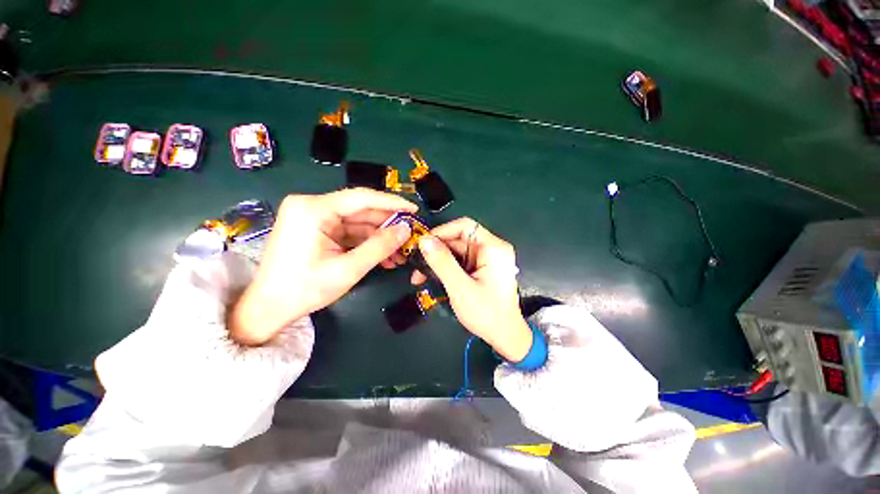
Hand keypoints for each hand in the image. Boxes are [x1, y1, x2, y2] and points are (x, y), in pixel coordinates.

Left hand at [229, 189, 416, 344]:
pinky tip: (383, 256)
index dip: (392, 203)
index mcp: (313, 209)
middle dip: (387, 226)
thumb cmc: (305, 289)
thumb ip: (380, 247)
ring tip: (400, 253)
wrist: (269, 308)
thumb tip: (406, 230)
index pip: (362, 198)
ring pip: (357, 223)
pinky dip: (366, 243)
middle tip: (410, 236)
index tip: (414, 210)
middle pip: (360, 210)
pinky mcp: (316, 229)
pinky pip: (348, 232)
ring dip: (379, 238)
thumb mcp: (348, 269)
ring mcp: (313, 217)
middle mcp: (312, 206)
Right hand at [412, 218, 532, 360]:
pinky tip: (431, 278)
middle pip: (458, 239)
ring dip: (437, 262)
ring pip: (456, 251)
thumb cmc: (486, 313)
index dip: (442, 231)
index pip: (465, 226)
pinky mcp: (481, 268)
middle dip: (436, 251)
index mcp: (493, 248)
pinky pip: (459, 262)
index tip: (422, 244)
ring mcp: (486, 259)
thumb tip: (423, 240)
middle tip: (416, 265)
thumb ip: (442, 262)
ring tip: (419, 276)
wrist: (505, 337)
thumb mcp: (460, 287)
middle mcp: (491, 249)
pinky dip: (445, 268)